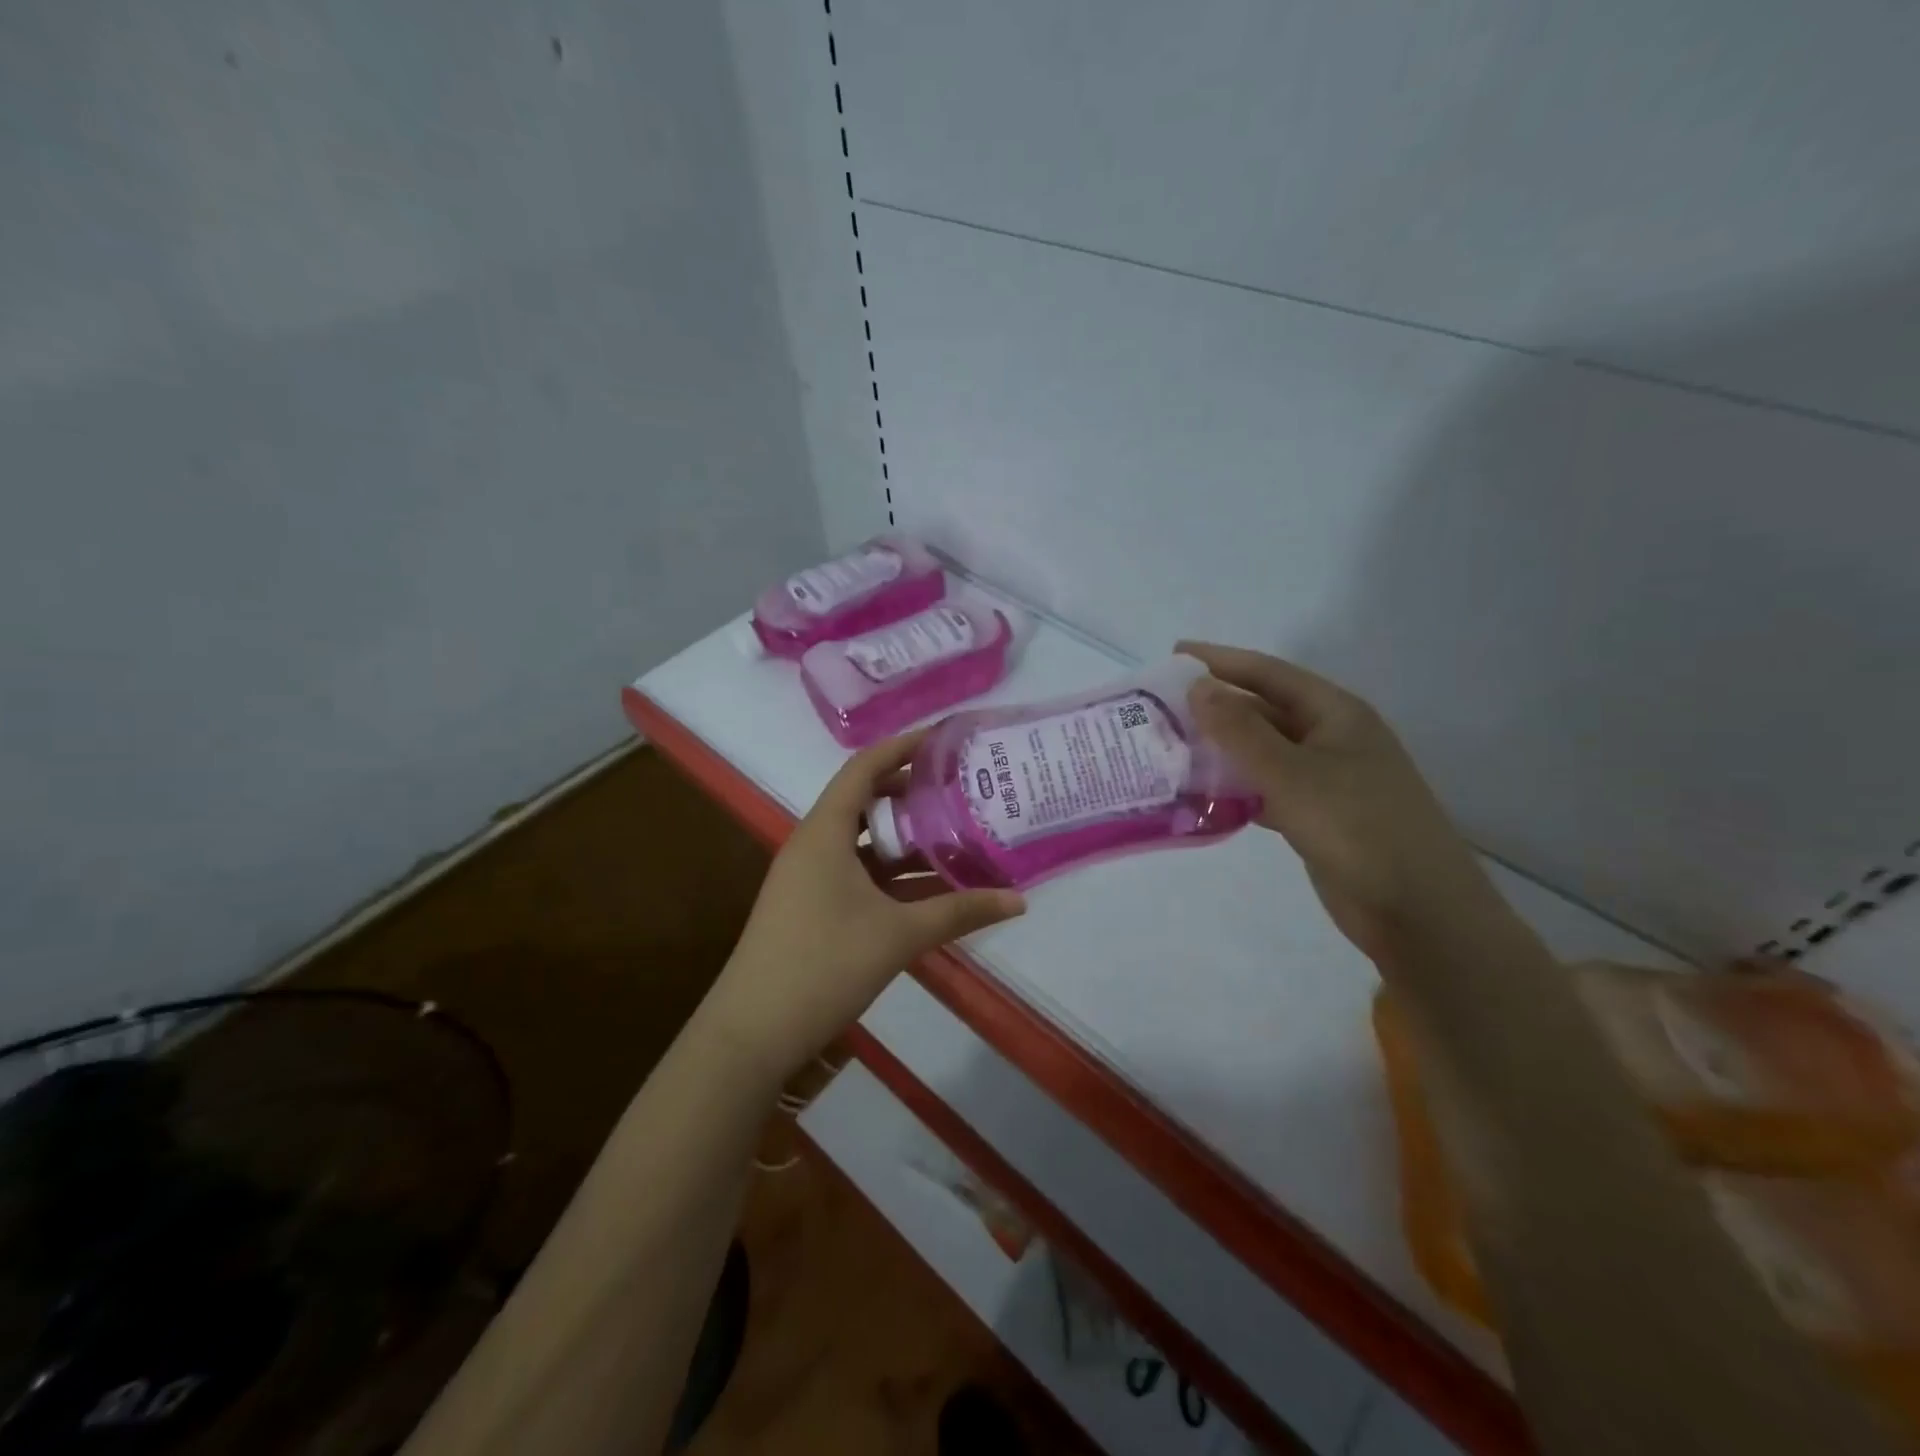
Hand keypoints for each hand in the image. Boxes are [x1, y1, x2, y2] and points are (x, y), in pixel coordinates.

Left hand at [705, 730, 1025, 1078]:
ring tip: (954, 834)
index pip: (864, 767)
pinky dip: (890, 874)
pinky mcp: (810, 907)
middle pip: (864, 801)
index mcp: (824, 832)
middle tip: (959, 790)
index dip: (903, 747)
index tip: (944, 740)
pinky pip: (856, 874)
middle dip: (910, 794)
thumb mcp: (899, 935)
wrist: (752, 1033)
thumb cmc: (824, 965)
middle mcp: (813, 844)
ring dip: (903, 839)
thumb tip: (1018, 901)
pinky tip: (928, 888)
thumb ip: (960, 912)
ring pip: (862, 842)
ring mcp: (808, 878)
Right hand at [1178, 641, 1520, 967]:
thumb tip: (1197, 687)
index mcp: (1335, 714)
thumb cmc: (1357, 828)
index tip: (1174, 655)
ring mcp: (1326, 779)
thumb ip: (1240, 731)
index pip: (1268, 673)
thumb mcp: (1291, 774)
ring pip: (1262, 753)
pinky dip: (1236, 789)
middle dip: (1215, 708)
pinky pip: (1267, 789)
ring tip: (1170, 749)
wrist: (1417, 910)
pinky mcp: (1317, 815)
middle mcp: (1331, 738)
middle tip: (1161, 709)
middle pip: (1263, 711)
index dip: (1220, 661)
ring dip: (1221, 750)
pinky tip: (1202, 796)